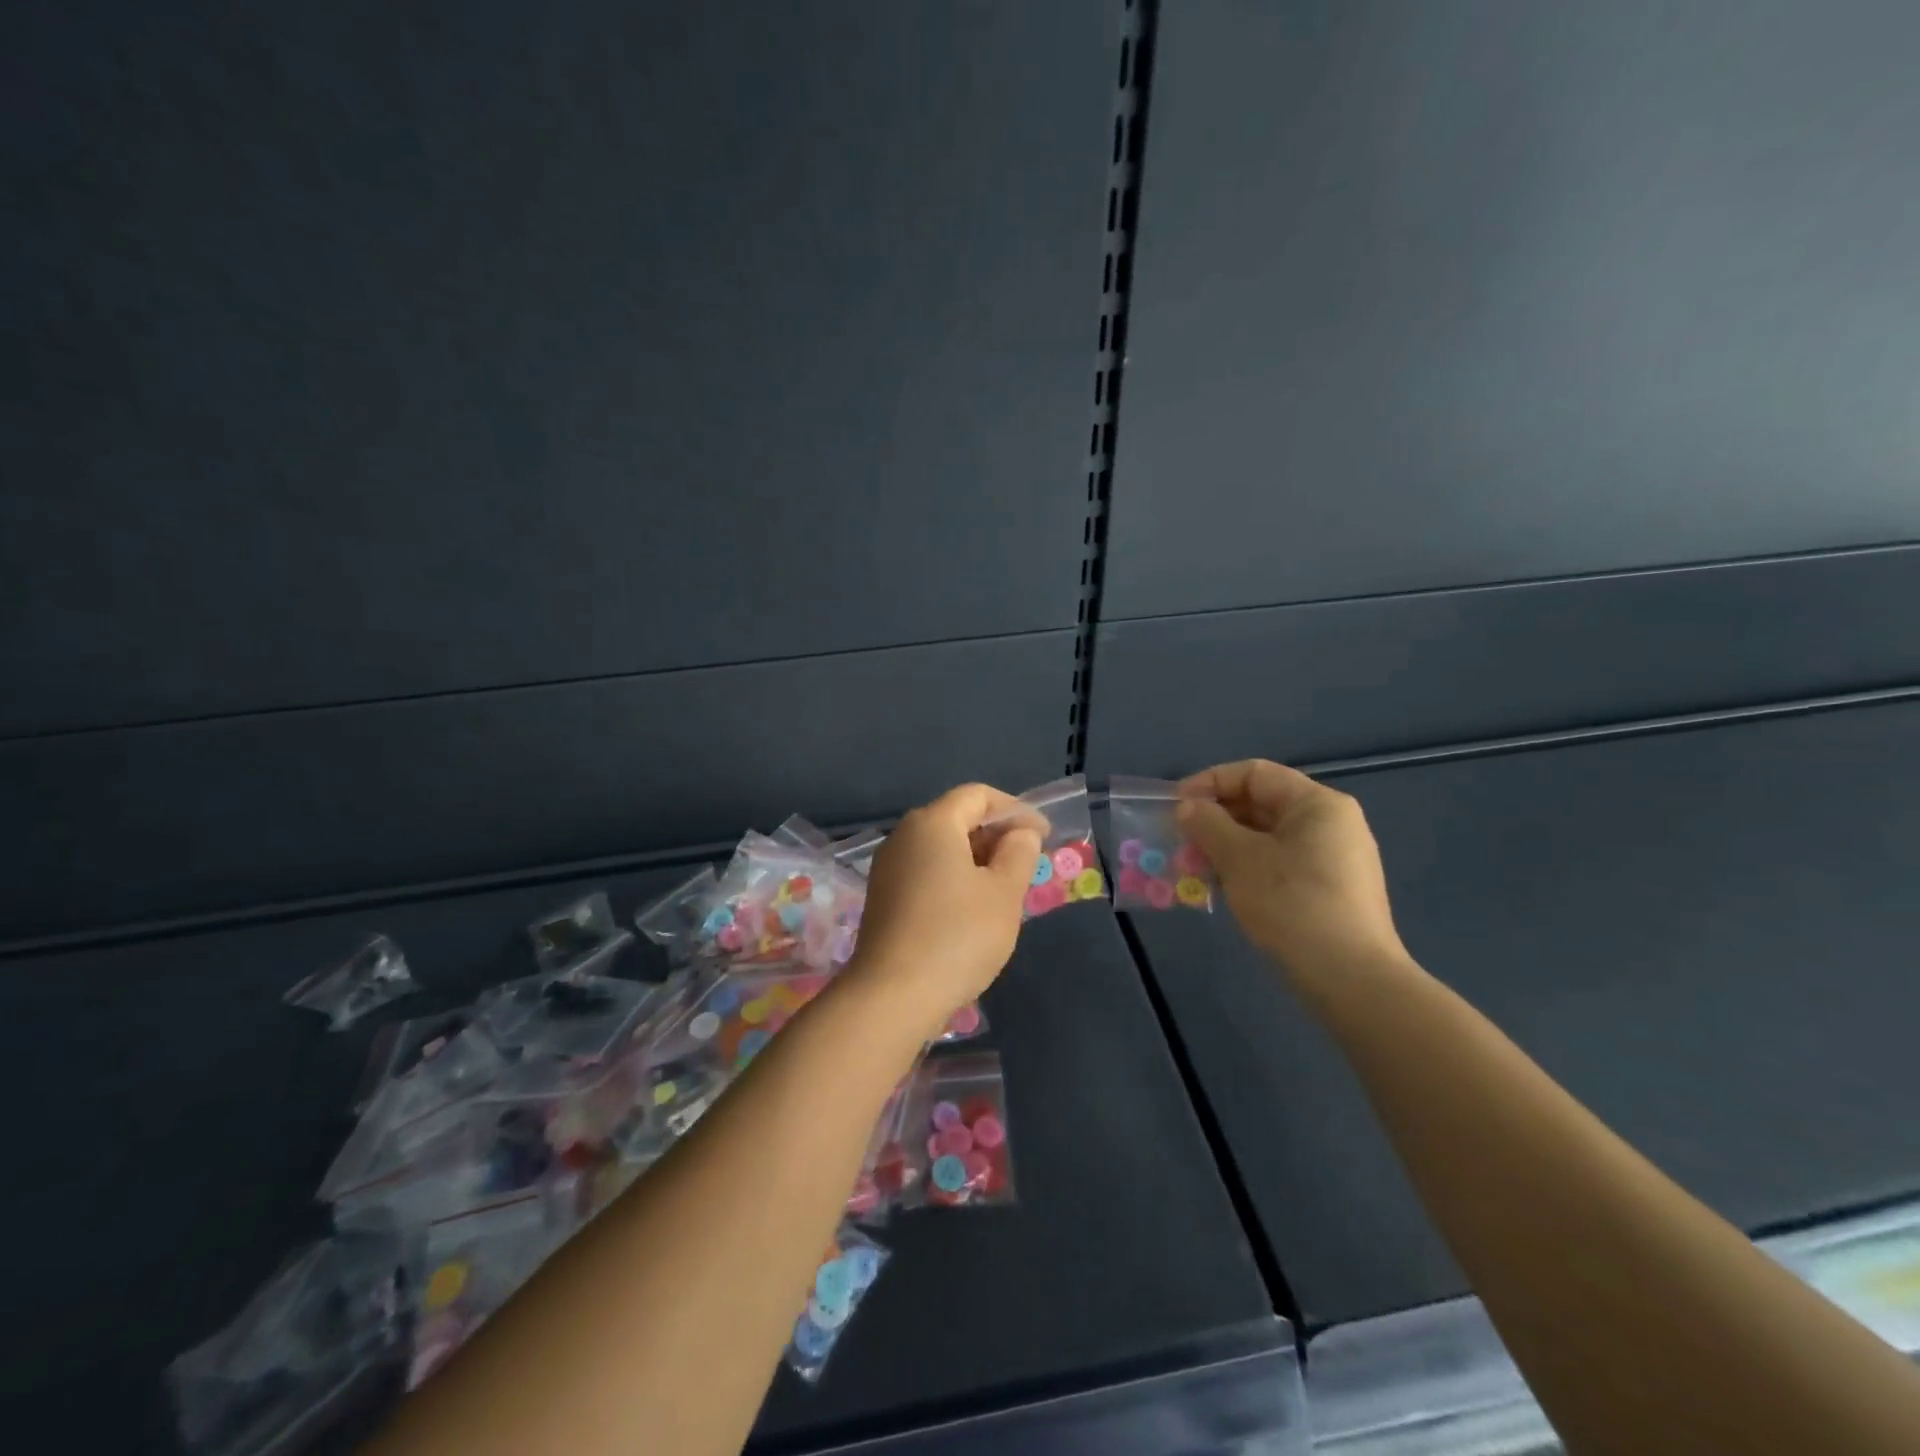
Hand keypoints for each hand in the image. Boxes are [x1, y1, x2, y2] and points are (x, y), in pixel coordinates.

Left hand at [844, 783, 1041, 1039]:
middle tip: (1027, 865)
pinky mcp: (882, 897)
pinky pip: (925, 872)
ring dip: (976, 860)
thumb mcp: (1004, 893)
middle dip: (995, 835)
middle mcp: (903, 836)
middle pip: (956, 818)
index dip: (1015, 810)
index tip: (1042, 837)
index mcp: (932, 823)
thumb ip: (1019, 853)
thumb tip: (1020, 833)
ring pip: (940, 848)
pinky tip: (971, 910)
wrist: (892, 995)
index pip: (978, 795)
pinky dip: (953, 878)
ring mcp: (887, 867)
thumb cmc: (957, 936)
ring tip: (1004, 889)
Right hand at [1177, 760, 1407, 992]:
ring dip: (1226, 847)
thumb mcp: (1239, 859)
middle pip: (1262, 804)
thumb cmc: (1292, 905)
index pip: (1254, 774)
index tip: (1175, 807)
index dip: (1209, 783)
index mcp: (1317, 804)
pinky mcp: (1332, 891)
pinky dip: (1247, 868)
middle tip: (1180, 842)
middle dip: (1215, 820)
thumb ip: (1208, 825)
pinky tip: (1223, 889)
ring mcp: (1336, 859)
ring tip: (1194, 868)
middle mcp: (1332, 823)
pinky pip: (1280, 864)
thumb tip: (1188, 808)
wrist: (1351, 980)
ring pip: (1268, 837)